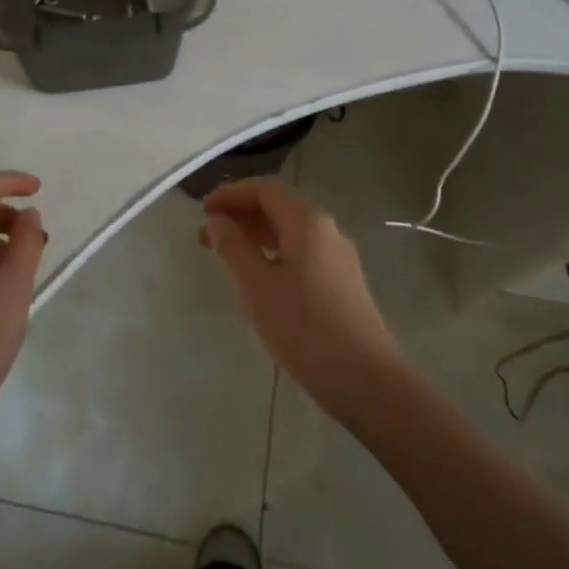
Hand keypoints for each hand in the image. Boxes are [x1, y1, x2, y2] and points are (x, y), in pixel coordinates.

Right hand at [200, 177, 404, 419]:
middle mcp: (327, 230)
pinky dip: (273, 254)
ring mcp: (338, 257)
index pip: (265, 188)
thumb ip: (233, 247)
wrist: (366, 380)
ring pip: (290, 232)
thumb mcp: (257, 285)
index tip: (202, 210)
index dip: (231, 194)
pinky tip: (258, 279)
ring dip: (255, 236)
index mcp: (307, 221)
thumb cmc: (304, 327)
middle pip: (279, 206)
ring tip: (225, 257)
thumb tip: (217, 220)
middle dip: (240, 215)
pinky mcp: (342, 283)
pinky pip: (301, 253)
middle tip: (206, 237)